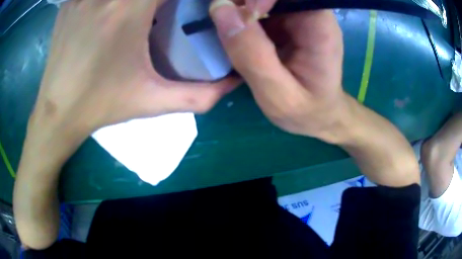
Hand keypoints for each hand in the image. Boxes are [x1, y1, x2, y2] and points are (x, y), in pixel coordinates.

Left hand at [32, 0, 237, 140]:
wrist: (57, 112)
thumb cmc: (100, 106)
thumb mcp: (152, 102)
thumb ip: (199, 95)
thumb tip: (234, 82)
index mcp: (129, 9)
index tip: (190, 5)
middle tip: (165, 9)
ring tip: (140, 12)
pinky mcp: (71, 1)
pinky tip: (112, 10)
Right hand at [210, 0, 346, 142]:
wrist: (318, 115)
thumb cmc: (306, 110)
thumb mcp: (278, 95)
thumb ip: (251, 54)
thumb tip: (220, 9)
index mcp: (319, 26)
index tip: (237, 14)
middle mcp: (310, 13)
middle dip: (243, 1)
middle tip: (222, 20)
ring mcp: (296, 15)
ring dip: (238, 6)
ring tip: (225, 29)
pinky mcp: (283, 20)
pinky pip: (257, 6)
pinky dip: (239, 14)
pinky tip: (232, 31)